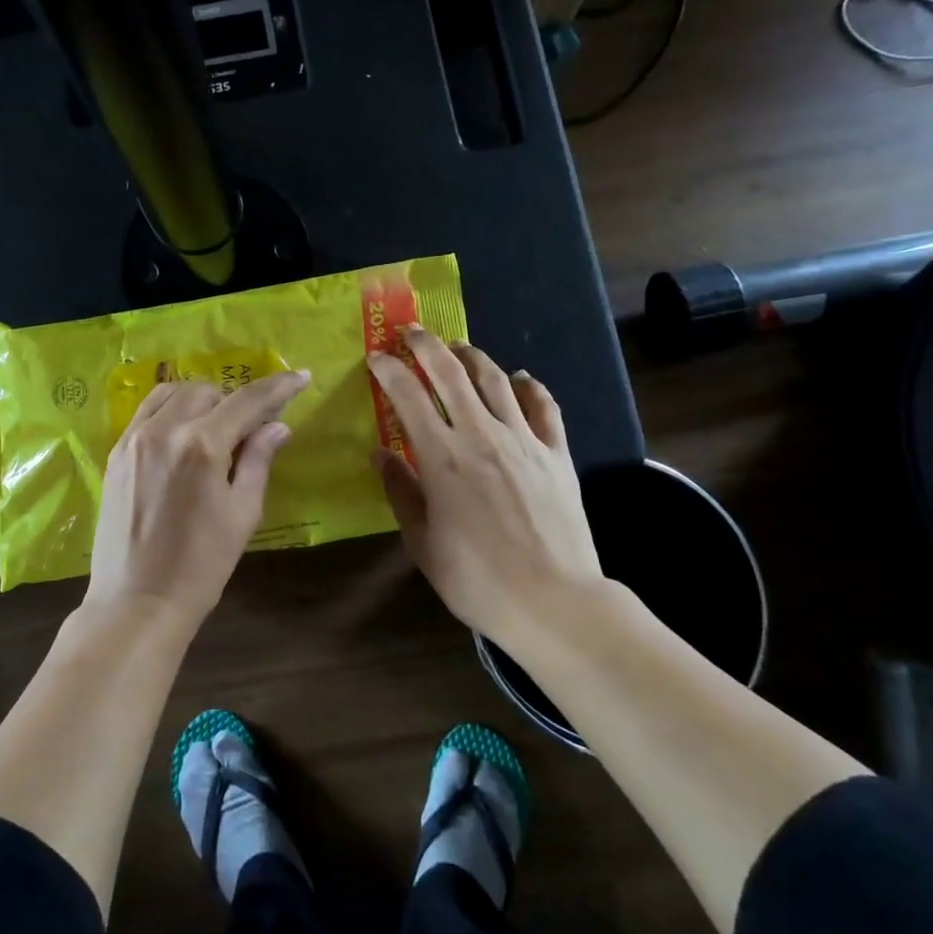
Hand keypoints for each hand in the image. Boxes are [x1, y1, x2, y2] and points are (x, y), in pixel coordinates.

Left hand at [85, 371, 309, 630]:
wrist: (136, 602)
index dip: (279, 387)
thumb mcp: (242, 514)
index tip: (300, 377)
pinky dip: (171, 410)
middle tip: (253, 427)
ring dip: (202, 400)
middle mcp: (165, 430)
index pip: (247, 400)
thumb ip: (258, 461)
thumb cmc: (201, 566)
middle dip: (236, 401)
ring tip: (216, 426)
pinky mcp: (116, 453)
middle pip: (208, 390)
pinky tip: (183, 433)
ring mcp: (134, 439)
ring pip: (173, 393)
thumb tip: (278, 427)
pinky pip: (146, 412)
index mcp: (202, 445)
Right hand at [367, 330, 605, 647]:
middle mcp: (481, 435)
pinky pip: (544, 407)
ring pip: (495, 380)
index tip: (375, 356)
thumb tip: (381, 453)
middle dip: (426, 345)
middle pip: (451, 373)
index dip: (388, 369)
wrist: (553, 601)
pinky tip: (520, 378)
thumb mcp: (423, 542)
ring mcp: (524, 440)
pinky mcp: (557, 453)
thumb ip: (401, 492)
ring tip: (458, 346)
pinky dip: (530, 386)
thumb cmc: (477, 578)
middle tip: (411, 332)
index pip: (407, 395)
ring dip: (472, 356)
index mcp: (442, 457)